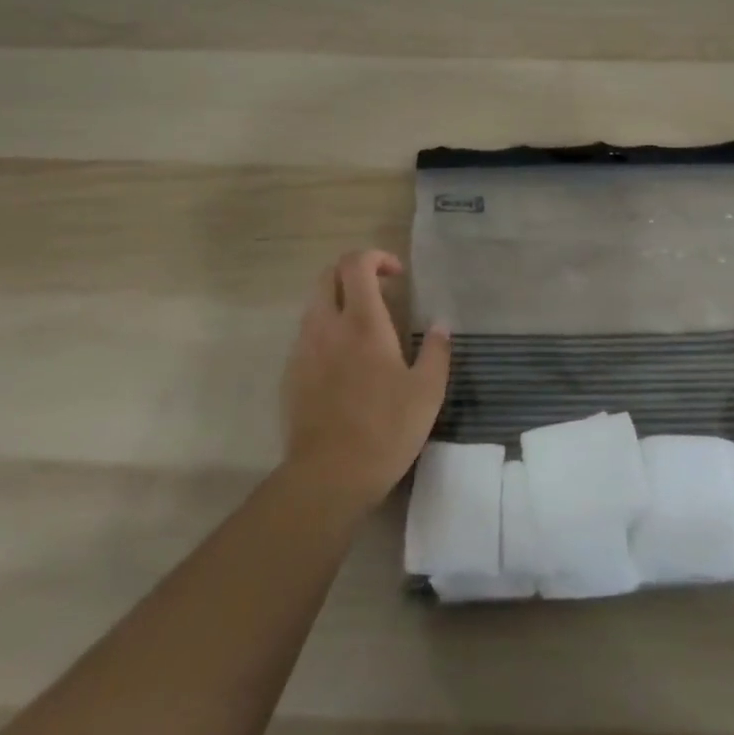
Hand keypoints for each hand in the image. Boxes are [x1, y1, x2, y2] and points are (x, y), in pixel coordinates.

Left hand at [281, 250, 451, 509]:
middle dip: (353, 272)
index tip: (397, 276)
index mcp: (362, 322)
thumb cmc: (385, 429)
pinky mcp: (292, 374)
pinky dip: (327, 330)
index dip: (376, 258)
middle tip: (380, 291)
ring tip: (366, 327)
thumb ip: (436, 351)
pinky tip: (346, 361)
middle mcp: (327, 326)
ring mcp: (304, 349)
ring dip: (339, 301)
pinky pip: (307, 335)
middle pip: (328, 275)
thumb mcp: (427, 392)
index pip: (356, 264)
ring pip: (315, 304)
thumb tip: (441, 325)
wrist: (328, 476)